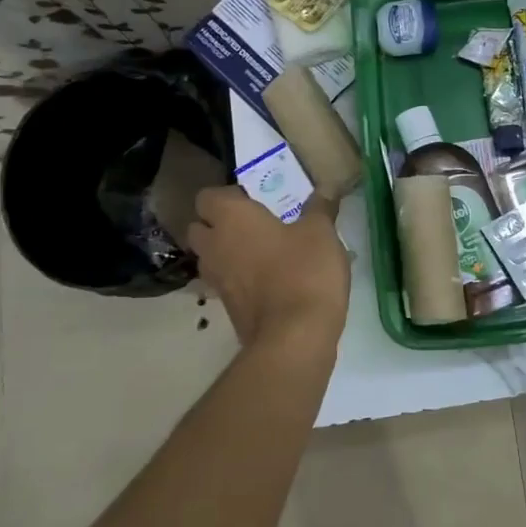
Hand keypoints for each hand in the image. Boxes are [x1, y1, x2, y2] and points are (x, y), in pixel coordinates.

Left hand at [188, 188, 349, 349]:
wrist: (294, 337)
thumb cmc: (304, 271)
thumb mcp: (321, 233)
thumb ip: (320, 208)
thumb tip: (325, 188)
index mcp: (231, 219)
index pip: (207, 197)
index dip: (227, 195)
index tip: (253, 198)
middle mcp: (215, 246)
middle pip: (200, 228)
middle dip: (219, 224)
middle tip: (254, 223)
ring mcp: (217, 281)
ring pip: (211, 258)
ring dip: (228, 252)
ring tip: (262, 250)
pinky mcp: (228, 308)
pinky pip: (227, 283)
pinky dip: (240, 278)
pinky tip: (271, 278)